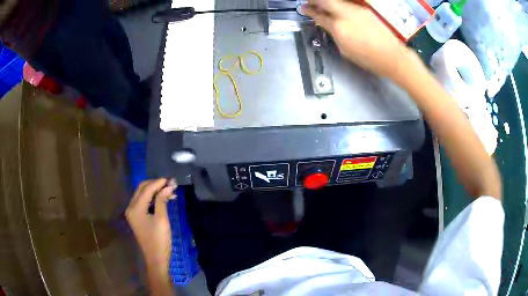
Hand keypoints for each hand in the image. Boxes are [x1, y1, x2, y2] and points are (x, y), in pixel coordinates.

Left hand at [126, 178, 176, 274]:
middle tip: (170, 184)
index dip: (159, 183)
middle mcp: (131, 208)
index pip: (147, 189)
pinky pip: (143, 203)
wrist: (155, 259)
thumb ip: (162, 200)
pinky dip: (152, 199)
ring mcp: (133, 213)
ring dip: (155, 191)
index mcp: (135, 208)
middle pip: (142, 189)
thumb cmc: (159, 240)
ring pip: (143, 195)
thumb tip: (168, 186)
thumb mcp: (162, 219)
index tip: (172, 180)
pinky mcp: (137, 218)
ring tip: (169, 190)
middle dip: (155, 184)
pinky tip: (163, 199)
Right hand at [302, 0, 414, 82]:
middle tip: (310, 3)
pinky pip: (347, 4)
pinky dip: (339, 6)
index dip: (308, 11)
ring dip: (328, 3)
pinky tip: (339, 11)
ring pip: (337, 1)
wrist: (393, 56)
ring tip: (323, 6)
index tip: (303, 9)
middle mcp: (346, 14)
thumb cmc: (369, 58)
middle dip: (315, 1)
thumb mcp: (345, 50)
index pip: (318, 15)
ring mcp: (357, 10)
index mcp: (339, 27)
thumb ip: (334, 34)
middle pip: (326, 1)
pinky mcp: (365, 11)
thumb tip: (327, 25)